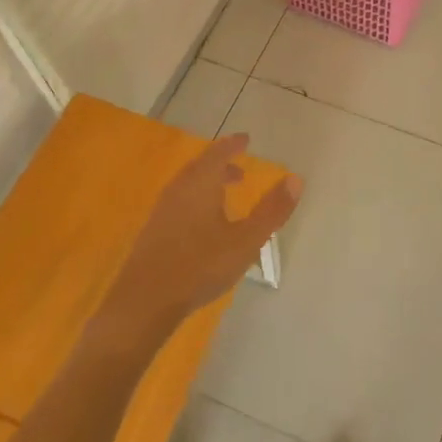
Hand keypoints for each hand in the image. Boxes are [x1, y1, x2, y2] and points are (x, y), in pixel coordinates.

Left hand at [103, 135, 301, 341]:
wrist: (145, 301)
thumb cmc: (200, 266)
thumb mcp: (246, 240)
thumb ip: (272, 210)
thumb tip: (296, 179)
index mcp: (201, 183)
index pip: (219, 152)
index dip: (233, 144)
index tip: (246, 140)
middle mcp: (179, 189)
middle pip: (201, 166)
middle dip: (221, 164)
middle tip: (240, 169)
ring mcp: (163, 210)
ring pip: (189, 185)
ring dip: (208, 183)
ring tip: (226, 196)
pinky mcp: (154, 230)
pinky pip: (180, 202)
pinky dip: (196, 199)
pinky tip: (204, 224)